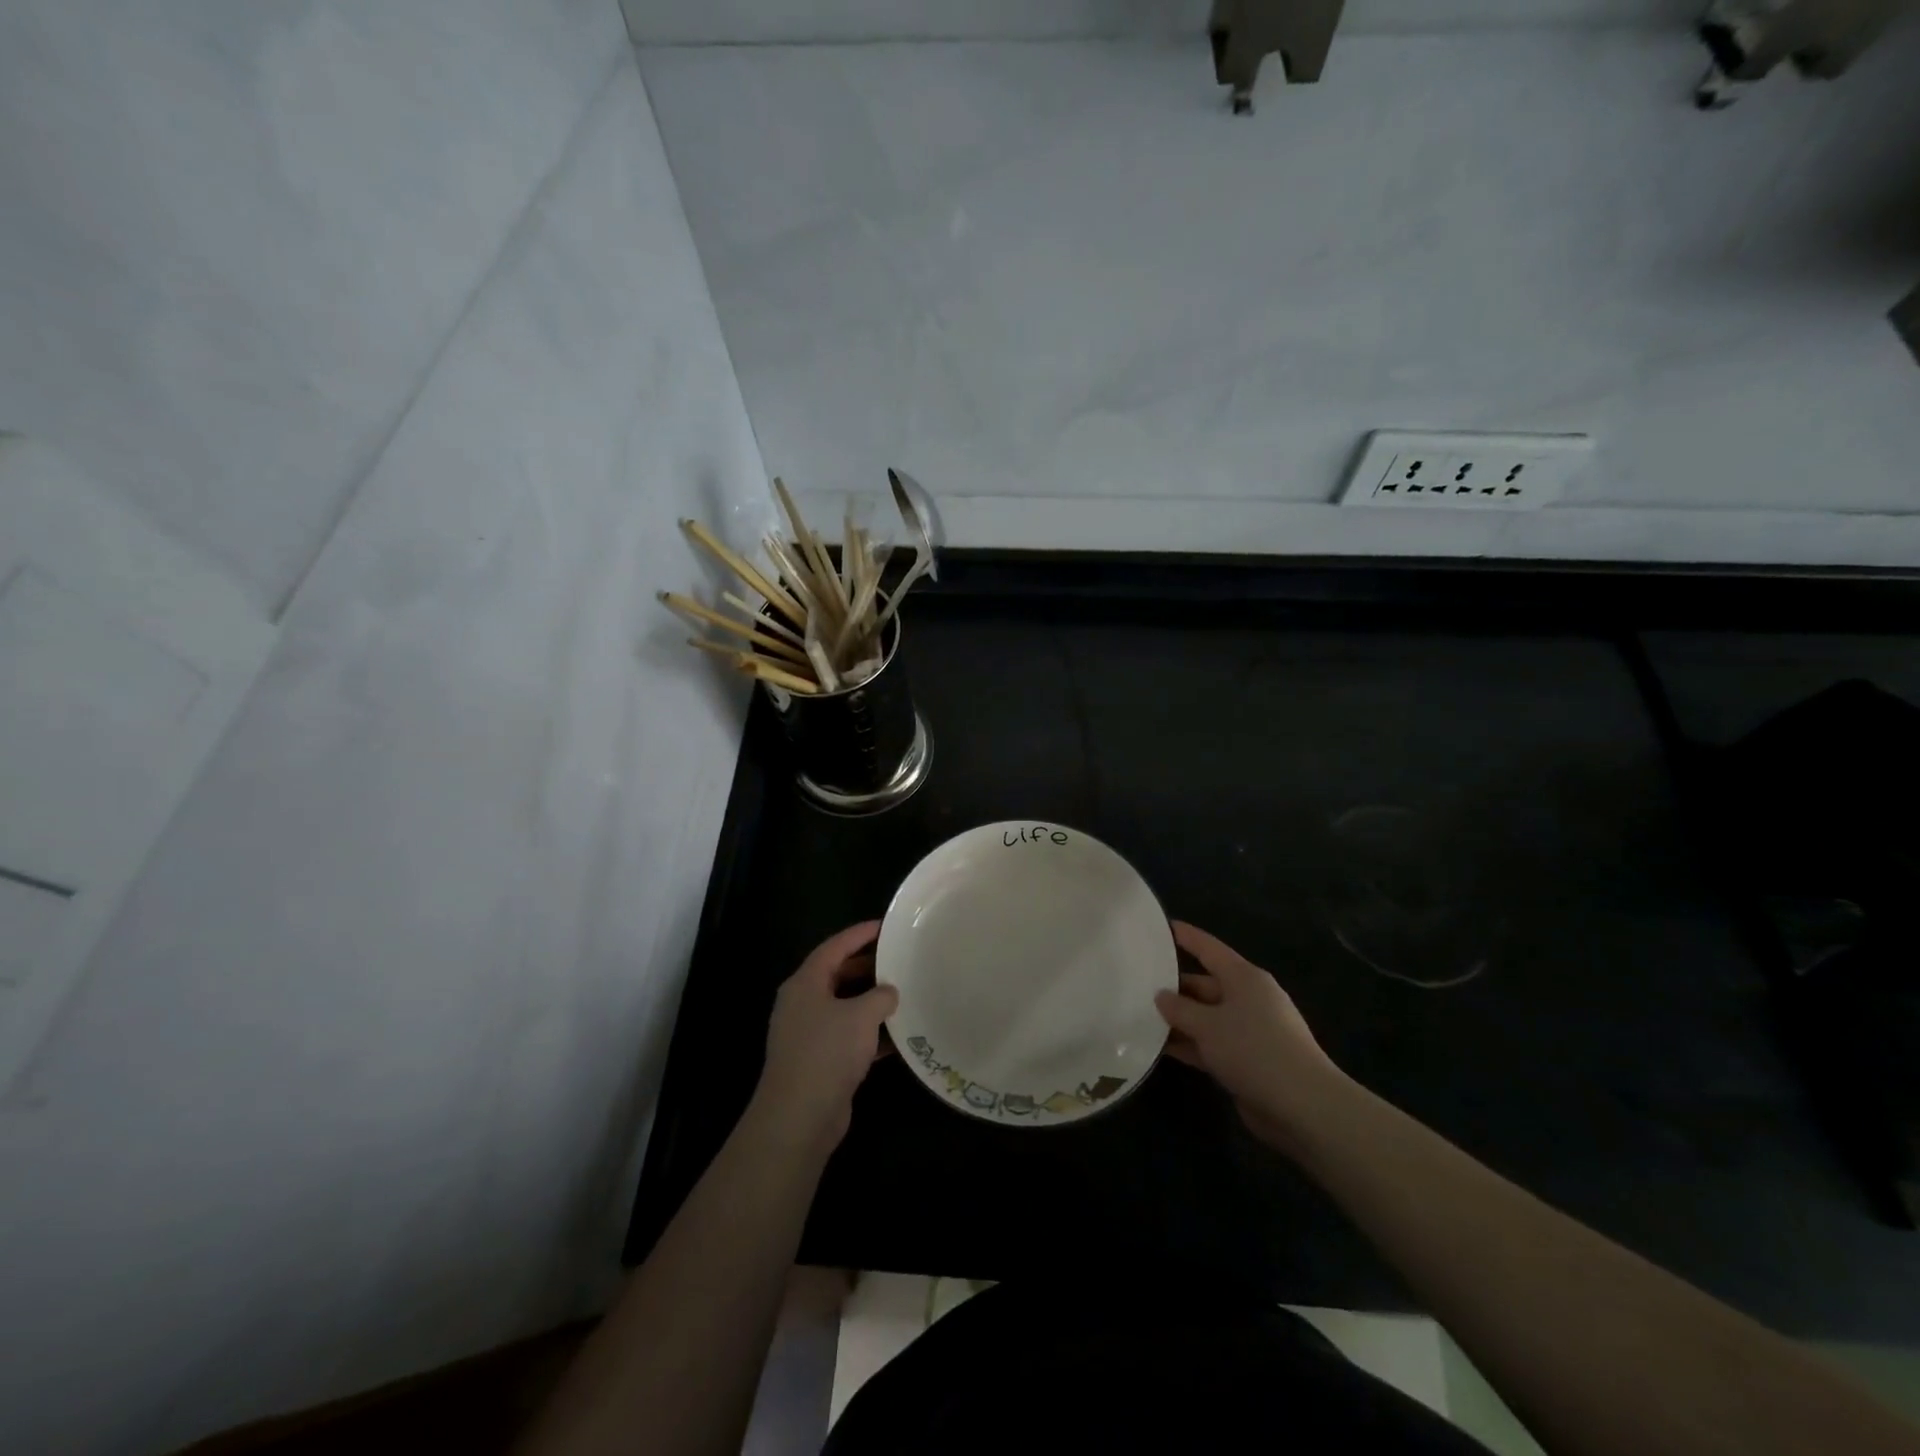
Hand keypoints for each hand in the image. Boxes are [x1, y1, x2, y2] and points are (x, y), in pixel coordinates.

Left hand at [752, 922, 898, 1152]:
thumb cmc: (828, 1052)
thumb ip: (880, 996)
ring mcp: (809, 1034)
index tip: (885, 926)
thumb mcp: (861, 1016)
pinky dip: (871, 1034)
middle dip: (868, 967)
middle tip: (898, 958)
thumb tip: (889, 992)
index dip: (859, 934)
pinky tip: (900, 1036)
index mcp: (805, 983)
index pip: (834, 947)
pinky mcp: (820, 1061)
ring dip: (871, 1001)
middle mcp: (803, 1004)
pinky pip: (849, 1036)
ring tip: (904, 992)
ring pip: (845, 1007)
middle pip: (838, 975)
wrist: (800, 1117)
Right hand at [1155, 921, 1350, 1150]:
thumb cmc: (1254, 1050)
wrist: (1303, 1107)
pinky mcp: (1247, 1061)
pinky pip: (1210, 1044)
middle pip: (1204, 984)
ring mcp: (1249, 1032)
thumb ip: (1180, 1009)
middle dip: (1173, 987)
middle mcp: (1248, 999)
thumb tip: (1161, 996)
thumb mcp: (1208, 1026)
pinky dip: (1189, 1045)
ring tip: (1139, 1016)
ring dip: (1178, 1020)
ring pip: (1206, 1017)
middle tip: (1136, 984)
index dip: (1186, 936)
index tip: (1160, 926)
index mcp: (1244, 978)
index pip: (1209, 948)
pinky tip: (1159, 1049)